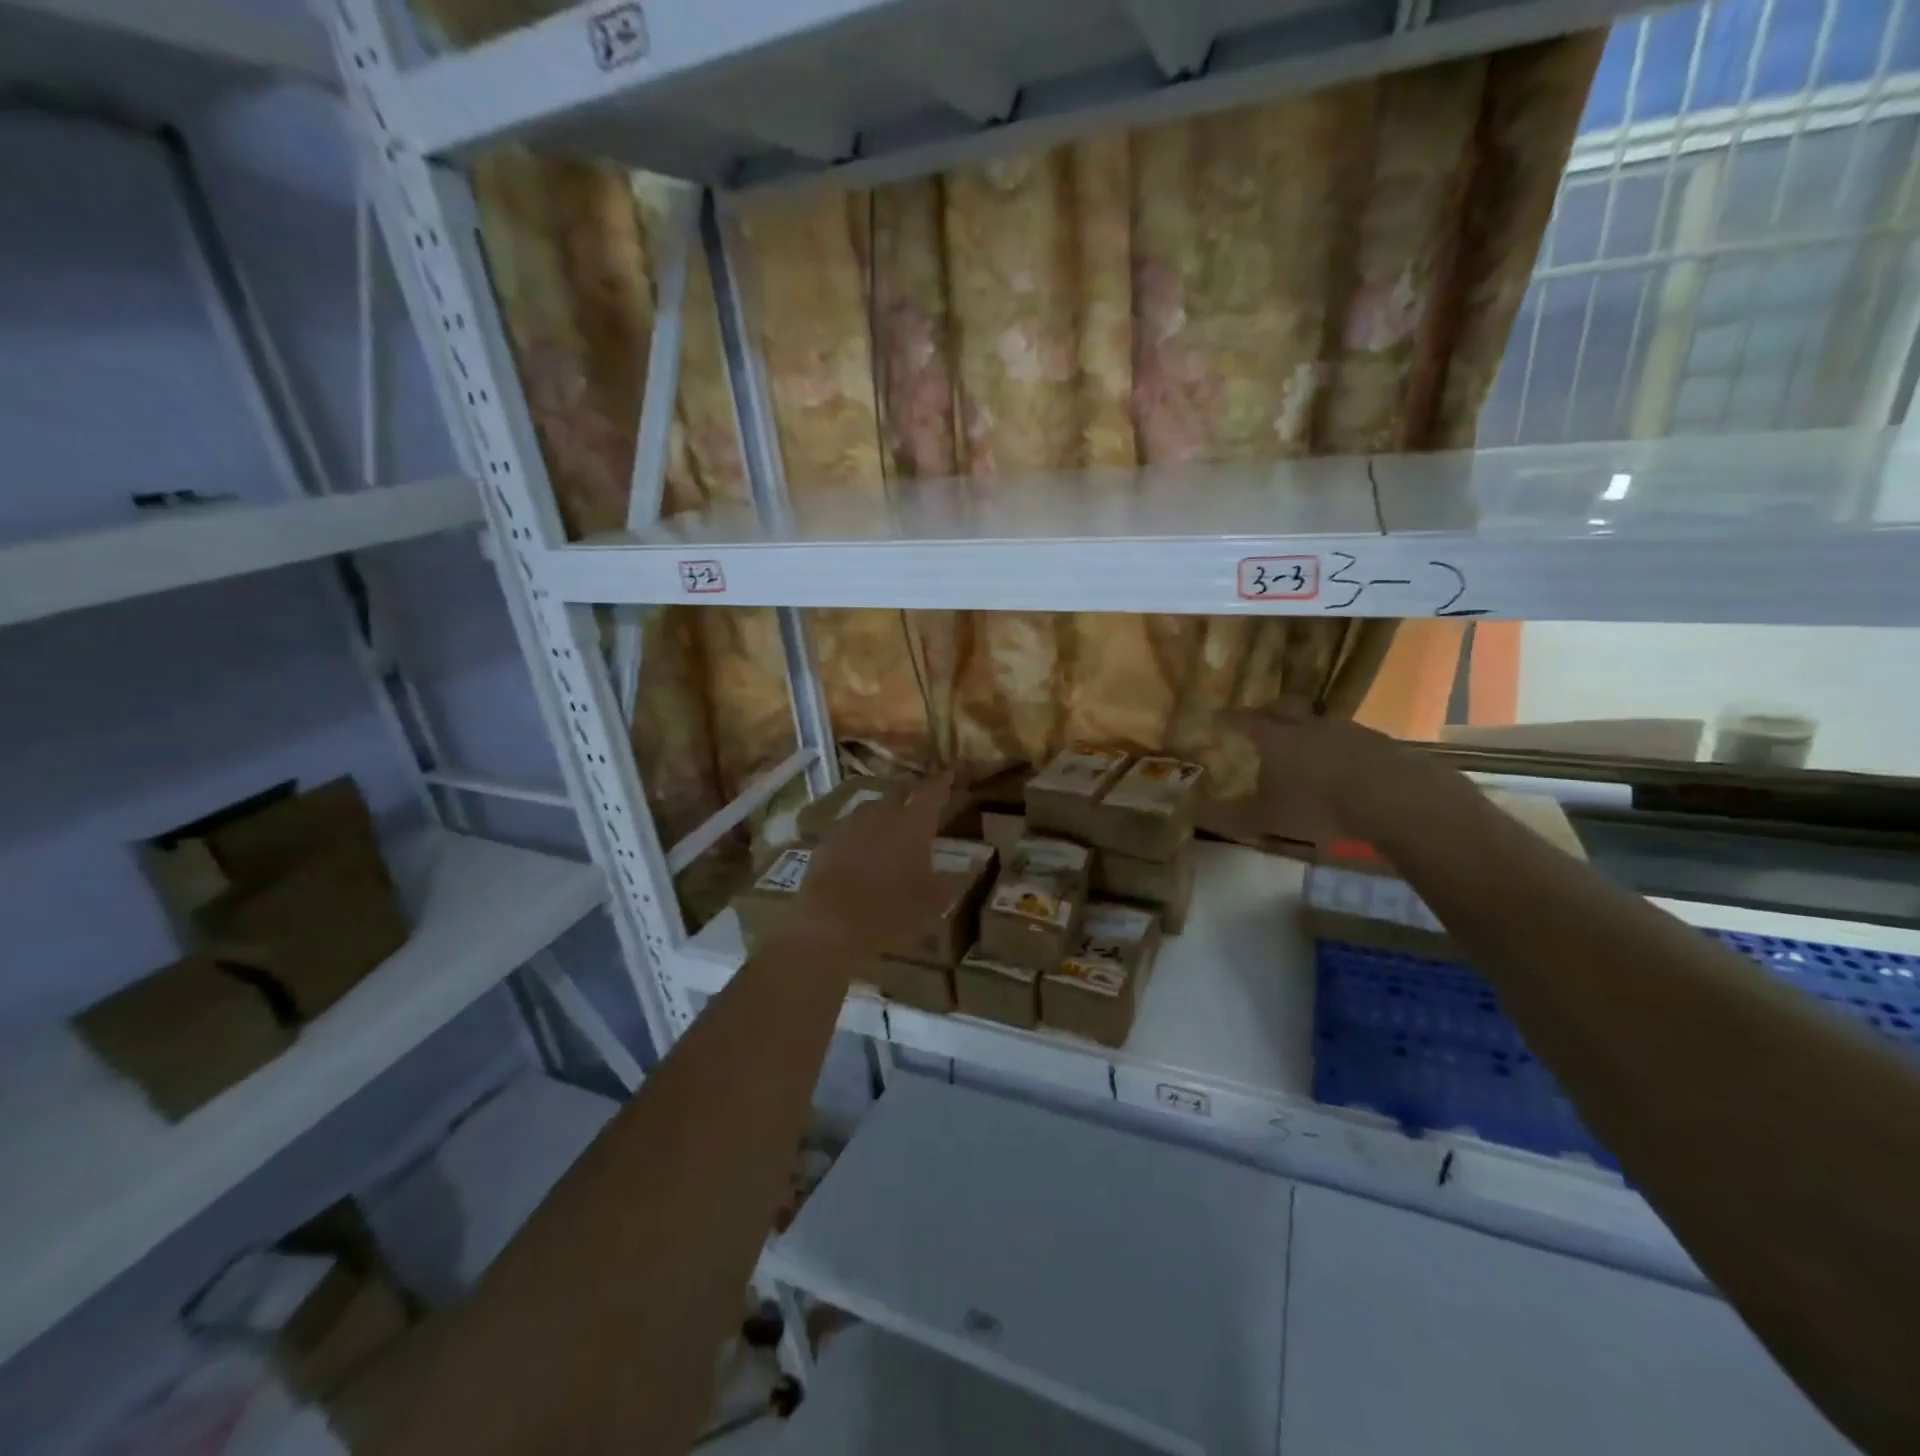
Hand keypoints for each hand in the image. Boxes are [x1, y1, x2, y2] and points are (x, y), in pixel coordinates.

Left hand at [782, 775, 953, 962]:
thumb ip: (956, 879)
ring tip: (893, 820)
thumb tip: (975, 863)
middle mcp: (881, 815)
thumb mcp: (934, 902)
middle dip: (912, 790)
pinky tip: (863, 847)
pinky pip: (849, 828)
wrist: (829, 928)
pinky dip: (861, 832)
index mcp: (913, 824)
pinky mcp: (826, 843)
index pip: (931, 792)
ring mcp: (849, 826)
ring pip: (871, 808)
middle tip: (921, 796)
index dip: (942, 782)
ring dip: (885, 809)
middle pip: (898, 791)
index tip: (950, 774)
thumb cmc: (892, 913)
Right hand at [1216, 706, 1477, 848]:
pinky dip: (1334, 743)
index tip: (1214, 716)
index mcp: (1274, 739)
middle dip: (1264, 712)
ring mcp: (1344, 729)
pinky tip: (1338, 761)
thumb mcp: (1265, 819)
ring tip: (1299, 742)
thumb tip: (1193, 812)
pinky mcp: (1376, 741)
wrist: (1392, 799)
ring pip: (1315, 720)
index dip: (1227, 719)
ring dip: (1302, 726)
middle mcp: (1306, 725)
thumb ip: (1228, 816)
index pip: (1242, 721)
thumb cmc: (1318, 806)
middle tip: (1256, 720)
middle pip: (1280, 708)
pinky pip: (1345, 735)